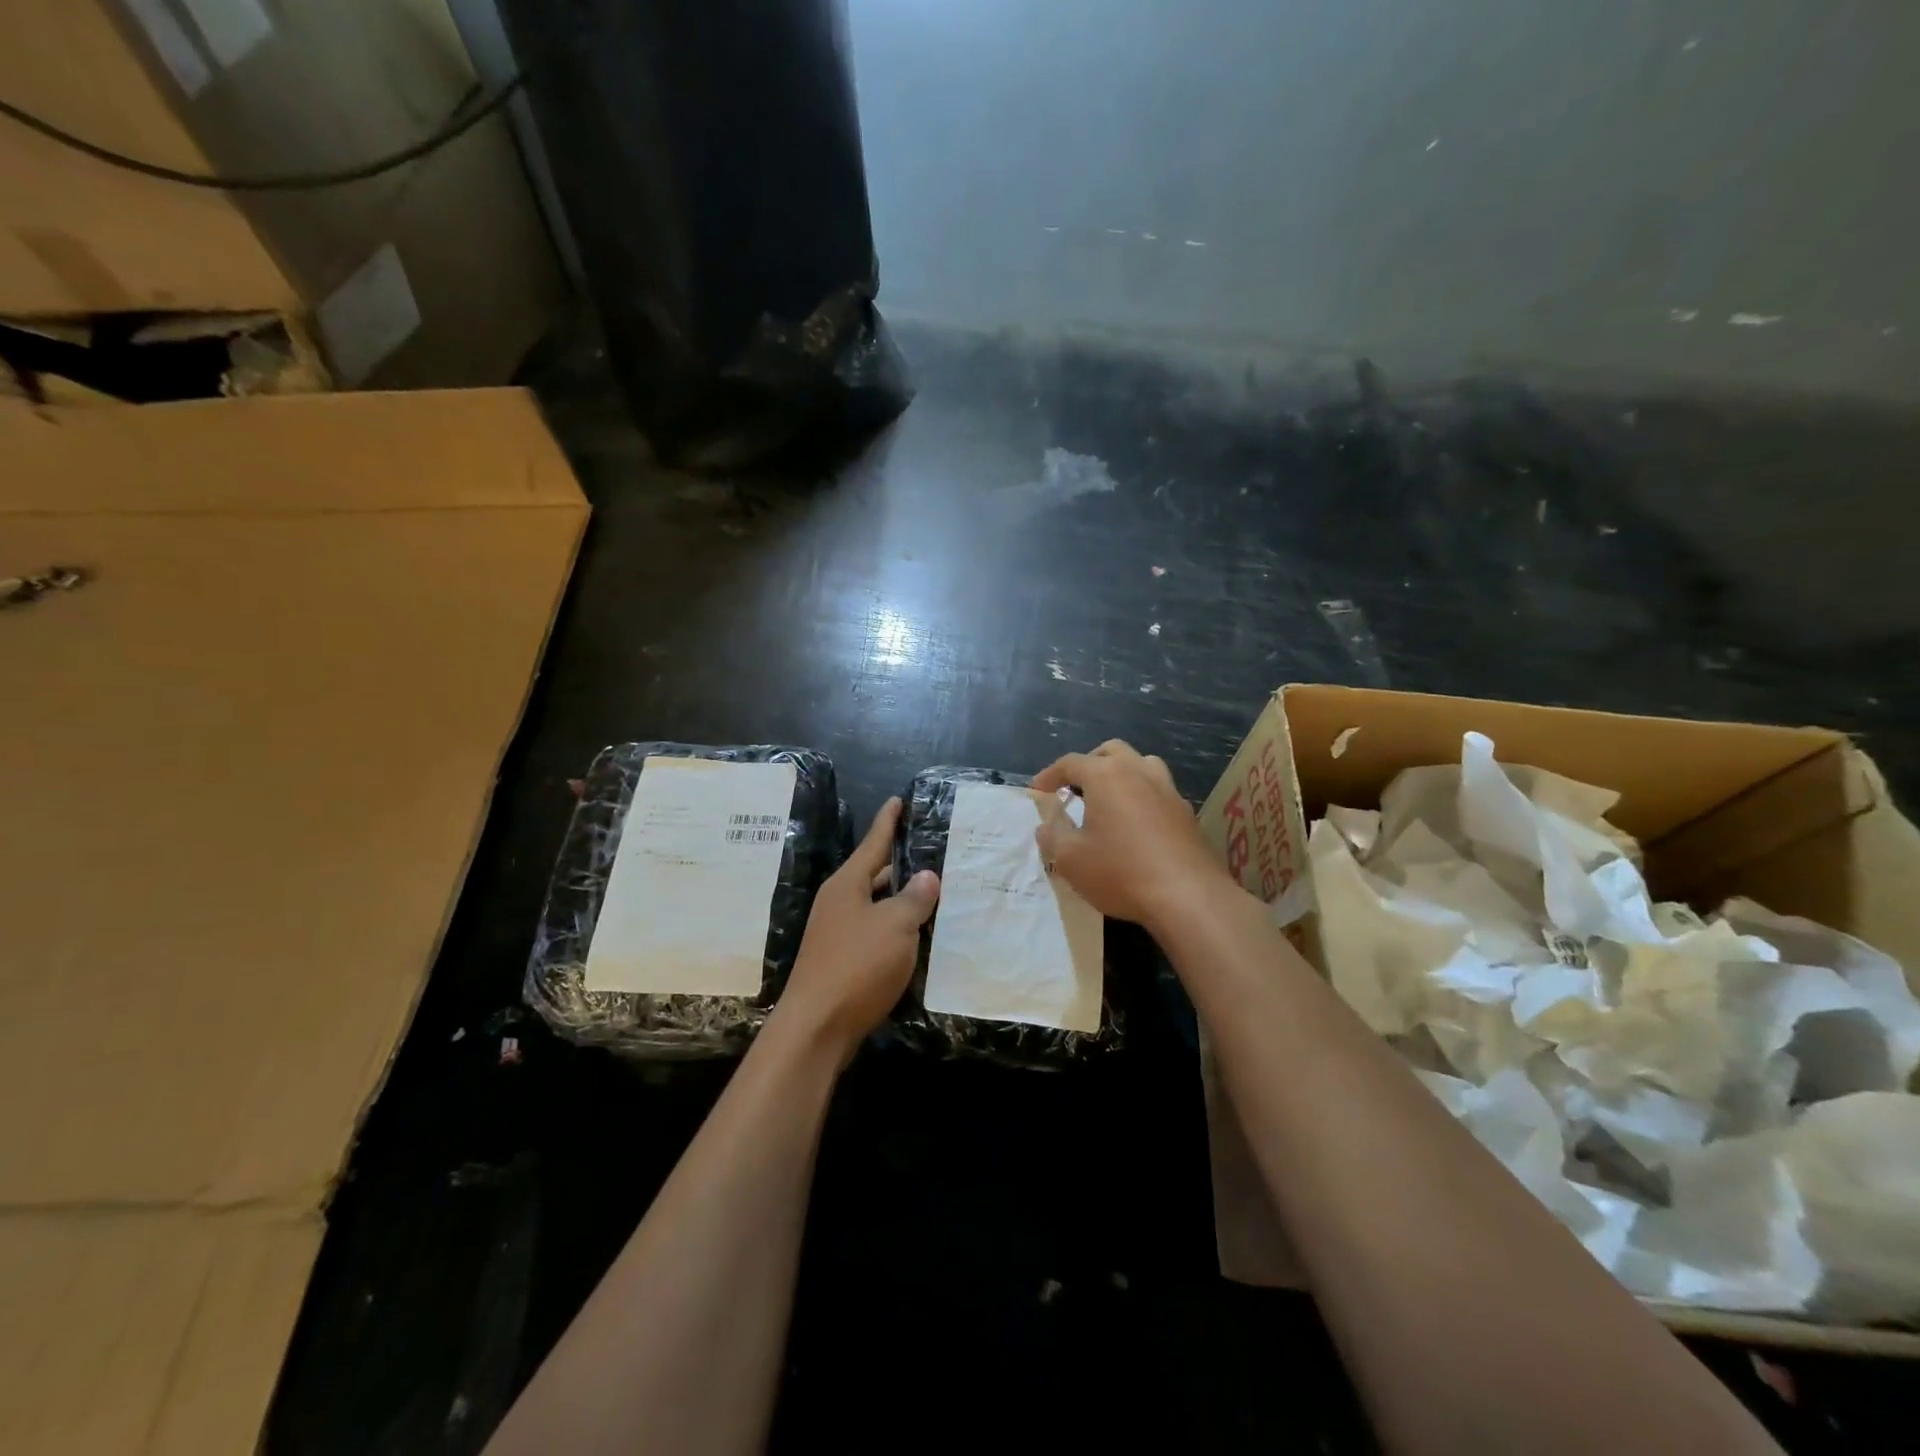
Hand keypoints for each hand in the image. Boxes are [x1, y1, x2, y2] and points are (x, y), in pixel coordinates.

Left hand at [772, 797, 938, 1059]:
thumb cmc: (857, 966)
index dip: (889, 821)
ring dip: (903, 900)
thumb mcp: (895, 926)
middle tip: (935, 852)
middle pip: (875, 874)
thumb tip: (926, 876)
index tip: (899, 800)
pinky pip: (876, 933)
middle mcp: (839, 903)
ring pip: (877, 906)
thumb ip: (914, 898)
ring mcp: (838, 933)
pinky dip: (897, 929)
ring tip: (936, 892)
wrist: (817, 1028)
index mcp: (848, 884)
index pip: (873, 843)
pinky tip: (918, 936)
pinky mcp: (843, 961)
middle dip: (902, 864)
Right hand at [1033, 740, 1229, 932]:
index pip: (1070, 763)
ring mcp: (1167, 789)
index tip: (1036, 792)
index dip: (1049, 775)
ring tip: (1107, 799)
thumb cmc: (1121, 872)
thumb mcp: (1070, 859)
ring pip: (1141, 764)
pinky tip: (1135, 823)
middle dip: (1088, 764)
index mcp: (1106, 775)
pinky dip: (1141, 795)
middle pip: (1110, 752)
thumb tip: (1046, 823)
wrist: (1189, 897)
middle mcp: (1139, 772)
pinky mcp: (1186, 812)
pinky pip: (1158, 790)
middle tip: (1073, 789)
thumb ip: (1052, 835)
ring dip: (1120, 773)